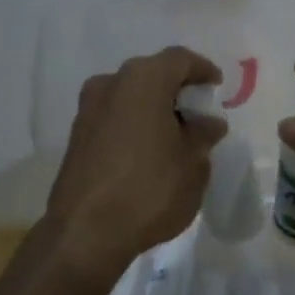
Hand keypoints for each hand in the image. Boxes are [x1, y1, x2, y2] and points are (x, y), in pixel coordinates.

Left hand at [44, 47, 227, 279]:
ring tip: (176, 135)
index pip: (180, 59)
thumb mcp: (193, 163)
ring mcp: (88, 110)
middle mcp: (111, 84)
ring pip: (130, 96)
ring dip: (154, 108)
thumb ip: (203, 135)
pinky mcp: (76, 138)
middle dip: (177, 89)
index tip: (217, 88)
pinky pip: (114, 117)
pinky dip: (134, 125)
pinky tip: (149, 151)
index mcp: (143, 80)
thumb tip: (208, 123)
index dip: (203, 70)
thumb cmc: (150, 189)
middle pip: (152, 74)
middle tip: (198, 112)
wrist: (85, 234)